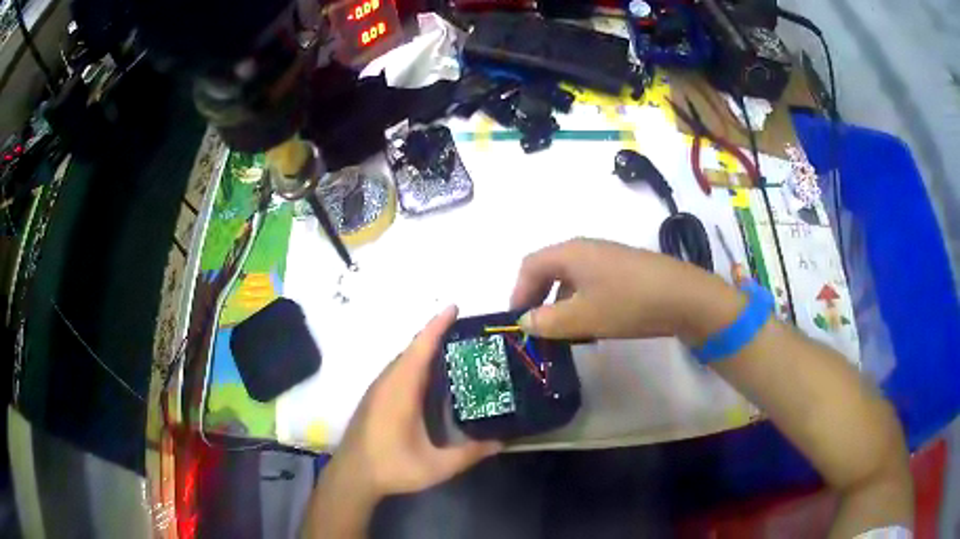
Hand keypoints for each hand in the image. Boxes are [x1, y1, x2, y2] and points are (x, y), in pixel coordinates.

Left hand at [327, 305, 501, 498]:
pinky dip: (416, 363)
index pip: (420, 348)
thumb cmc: (392, 467)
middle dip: (437, 335)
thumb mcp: (435, 466)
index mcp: (401, 390)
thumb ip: (469, 454)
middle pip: (413, 349)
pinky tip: (431, 378)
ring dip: (425, 349)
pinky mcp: (375, 398)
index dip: (437, 326)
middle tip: (468, 334)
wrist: (352, 476)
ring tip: (455, 350)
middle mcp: (387, 382)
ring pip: (404, 360)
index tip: (455, 307)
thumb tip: (501, 441)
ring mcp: (378, 389)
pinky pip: (398, 370)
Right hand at [511, 238, 742, 343]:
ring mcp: (608, 258)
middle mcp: (586, 249)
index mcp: (570, 253)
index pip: (530, 265)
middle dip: (539, 299)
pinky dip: (582, 304)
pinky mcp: (624, 270)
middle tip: (538, 328)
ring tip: (565, 333)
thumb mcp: (582, 317)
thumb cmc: (627, 303)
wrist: (683, 297)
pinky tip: (593, 326)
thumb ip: (547, 321)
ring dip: (561, 305)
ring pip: (572, 280)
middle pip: (549, 270)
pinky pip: (592, 284)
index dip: (518, 292)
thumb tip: (525, 321)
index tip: (518, 322)